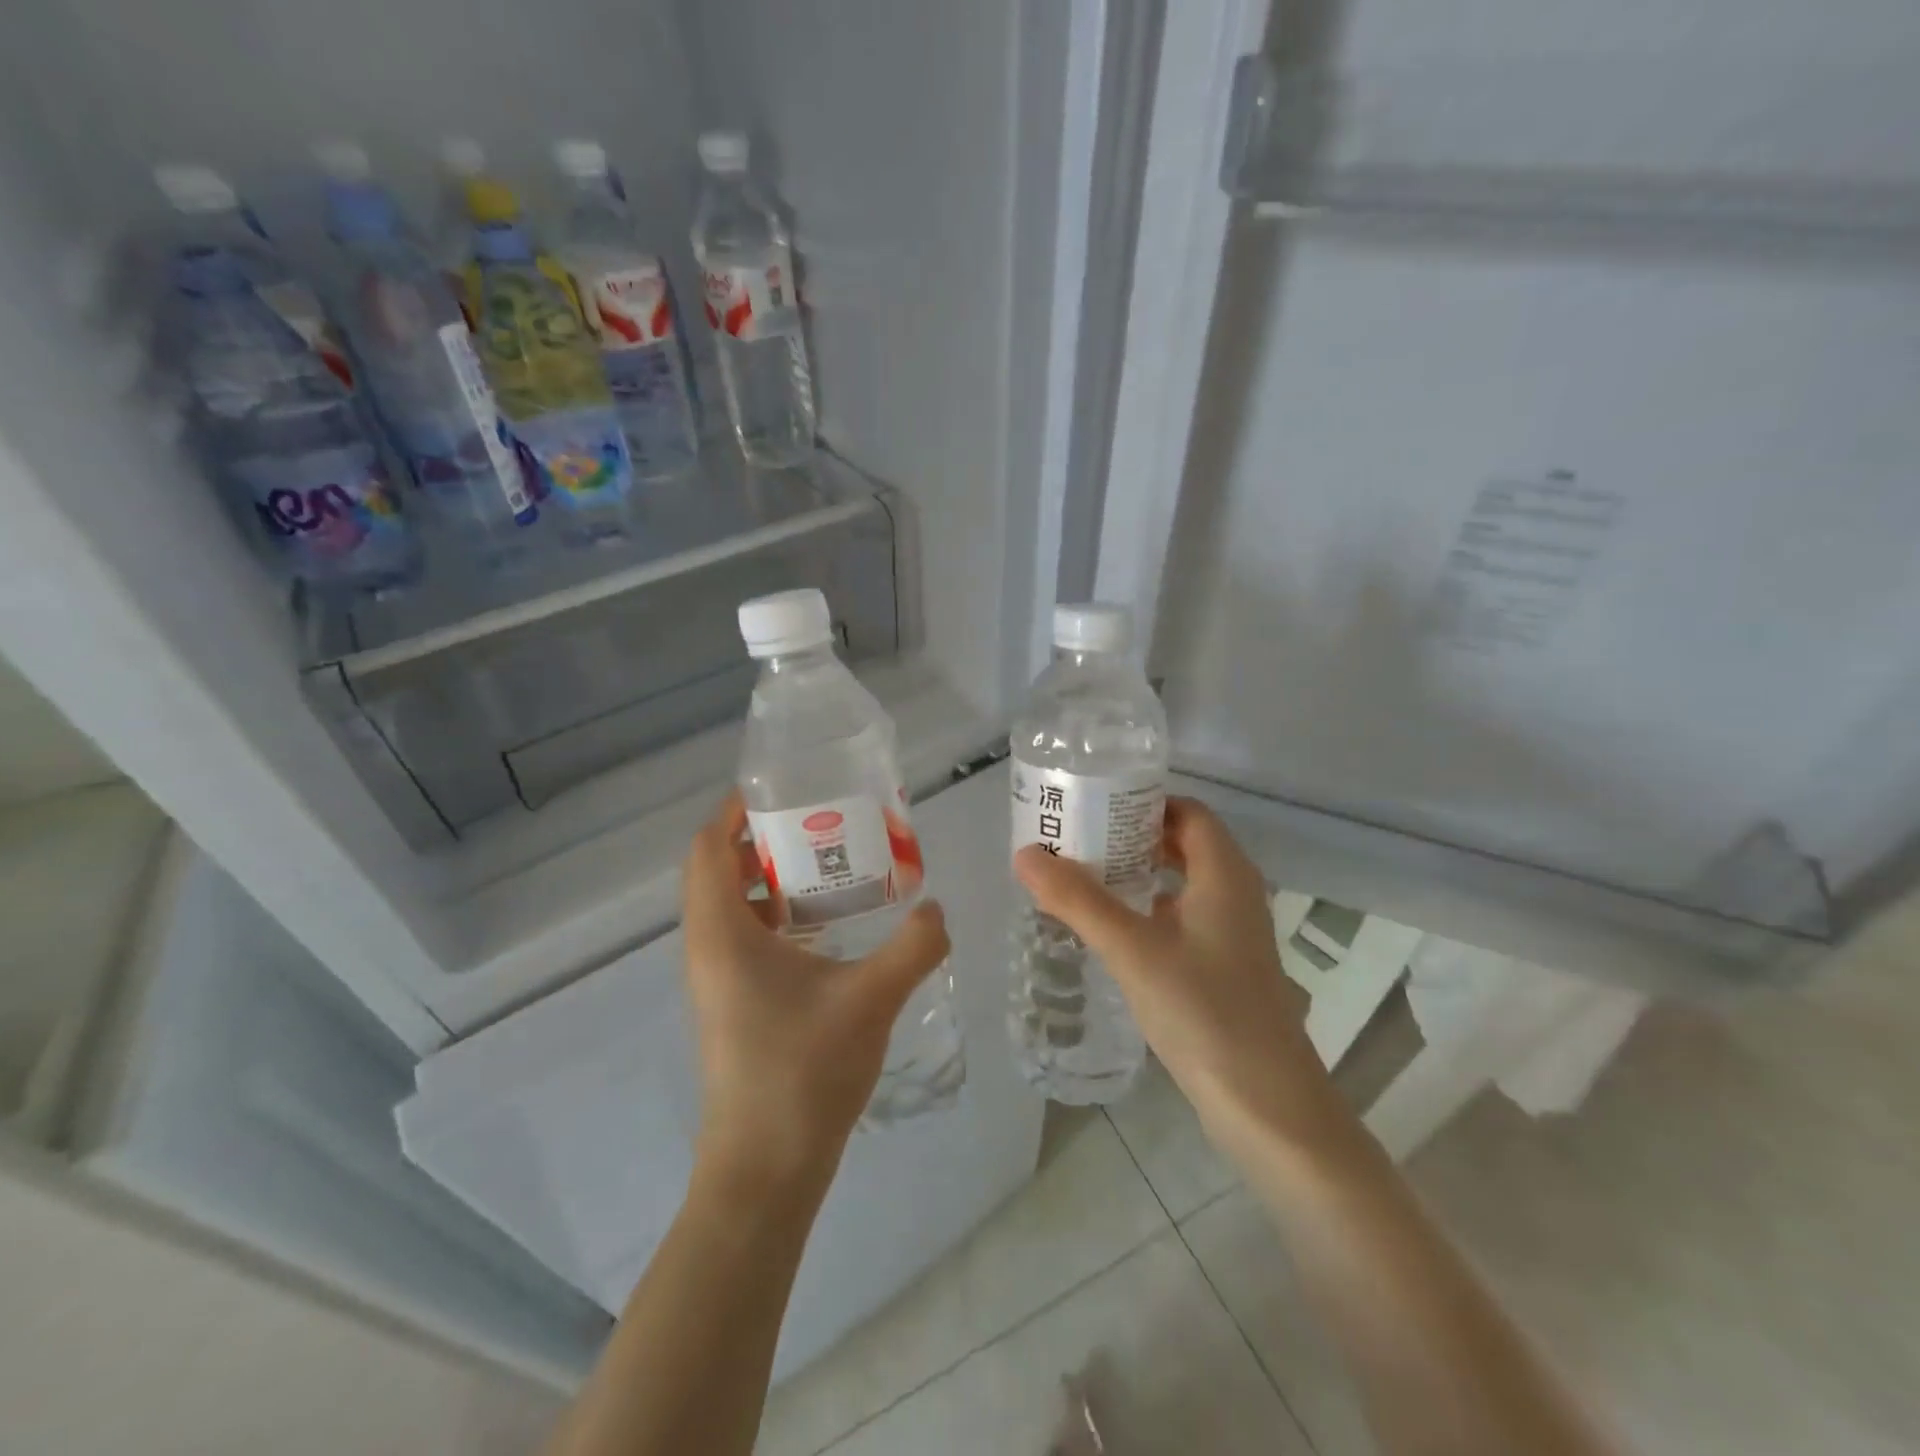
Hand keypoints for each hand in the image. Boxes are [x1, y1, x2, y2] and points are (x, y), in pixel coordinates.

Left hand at [682, 792, 949, 1187]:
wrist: (765, 1169)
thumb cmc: (804, 1073)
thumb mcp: (870, 999)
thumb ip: (913, 946)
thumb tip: (938, 909)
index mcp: (722, 934)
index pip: (707, 848)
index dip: (734, 810)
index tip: (781, 789)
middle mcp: (708, 949)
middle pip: (717, 871)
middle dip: (762, 839)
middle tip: (819, 822)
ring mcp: (716, 980)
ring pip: (730, 907)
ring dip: (769, 879)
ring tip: (828, 865)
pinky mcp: (732, 1004)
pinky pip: (742, 938)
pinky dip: (774, 916)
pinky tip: (825, 928)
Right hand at [1015, 797, 1333, 1141]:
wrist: (1268, 1107)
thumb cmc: (1205, 1013)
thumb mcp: (1133, 950)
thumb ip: (1078, 900)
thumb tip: (1025, 854)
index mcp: (1225, 874)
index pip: (1187, 812)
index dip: (1143, 801)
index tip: (1093, 804)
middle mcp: (1235, 894)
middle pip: (1183, 844)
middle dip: (1131, 836)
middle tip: (1077, 839)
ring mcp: (1233, 935)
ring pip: (1182, 884)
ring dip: (1137, 874)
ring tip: (1083, 877)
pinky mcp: (1224, 969)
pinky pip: (1182, 919)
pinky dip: (1147, 911)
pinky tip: (1111, 930)